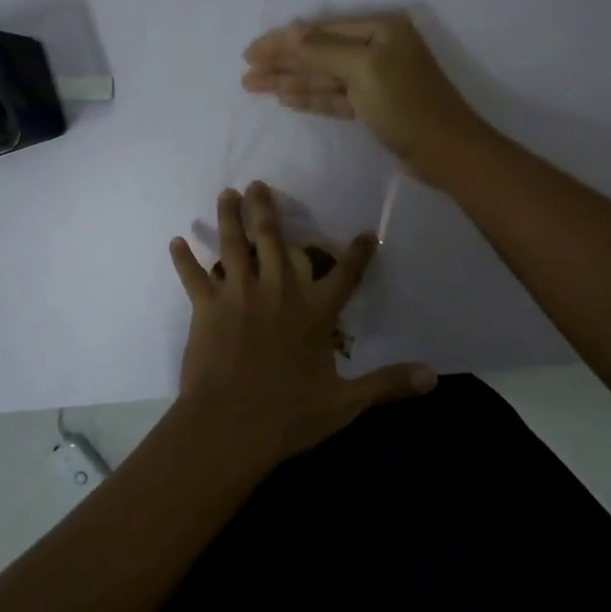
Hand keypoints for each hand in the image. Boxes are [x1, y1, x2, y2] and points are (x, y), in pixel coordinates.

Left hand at [169, 182, 434, 465]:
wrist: (230, 426)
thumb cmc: (289, 415)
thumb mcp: (345, 403)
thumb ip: (387, 384)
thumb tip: (434, 377)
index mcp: (315, 310)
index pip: (346, 273)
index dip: (358, 252)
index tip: (365, 233)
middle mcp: (278, 289)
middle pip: (274, 238)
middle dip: (267, 209)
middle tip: (259, 184)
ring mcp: (239, 293)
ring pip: (233, 244)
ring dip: (229, 217)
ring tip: (227, 194)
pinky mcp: (206, 306)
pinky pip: (193, 276)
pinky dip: (184, 259)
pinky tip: (176, 242)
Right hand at [241, 11, 488, 184]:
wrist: (446, 152)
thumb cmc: (406, 105)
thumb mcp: (363, 70)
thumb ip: (323, 50)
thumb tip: (290, 33)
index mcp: (380, 28)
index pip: (320, 30)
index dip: (283, 41)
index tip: (250, 53)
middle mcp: (377, 47)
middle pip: (319, 52)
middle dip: (283, 62)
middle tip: (246, 73)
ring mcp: (376, 77)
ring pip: (324, 76)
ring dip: (291, 81)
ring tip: (254, 86)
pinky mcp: (374, 105)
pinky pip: (335, 96)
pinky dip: (311, 97)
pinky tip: (286, 98)